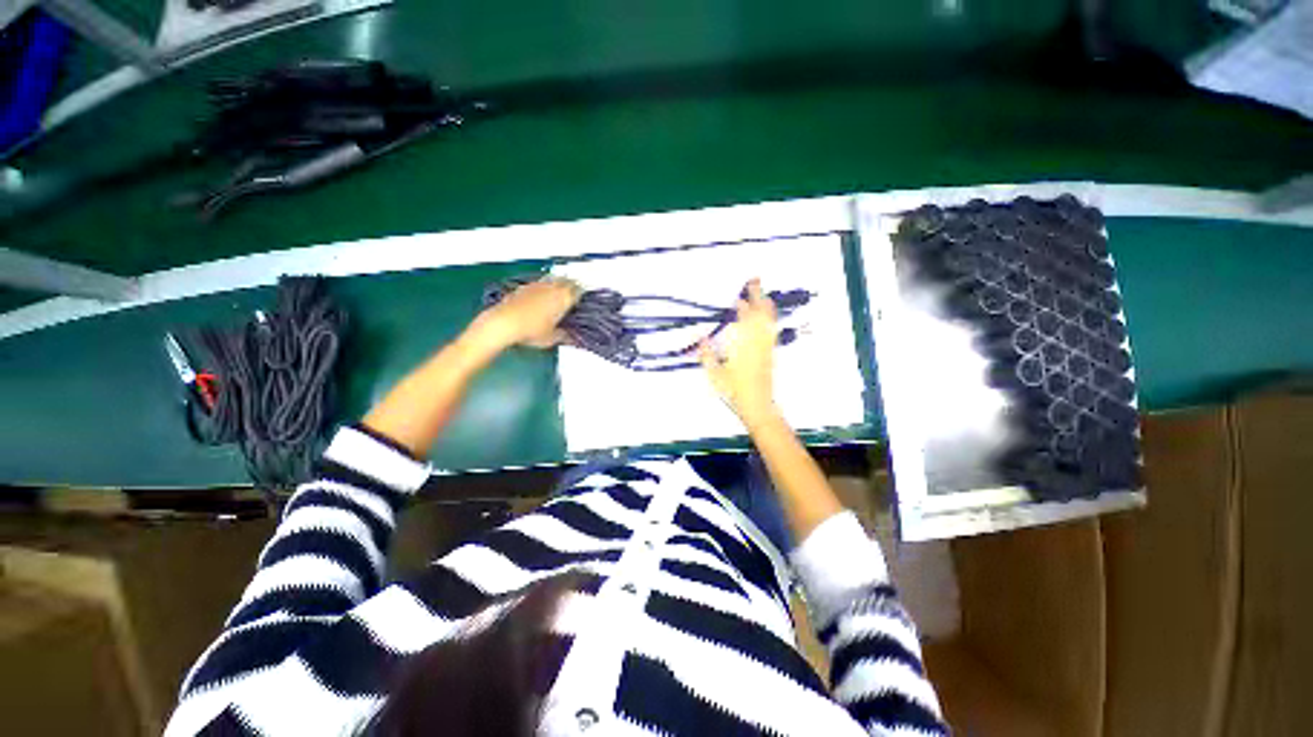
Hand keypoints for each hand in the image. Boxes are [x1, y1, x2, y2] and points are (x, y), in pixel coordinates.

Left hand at [470, 278, 581, 351]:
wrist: (504, 323)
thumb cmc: (531, 331)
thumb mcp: (552, 338)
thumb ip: (564, 336)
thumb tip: (570, 337)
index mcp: (564, 298)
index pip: (579, 291)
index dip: (582, 295)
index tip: (583, 300)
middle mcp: (552, 287)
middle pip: (567, 281)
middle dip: (571, 286)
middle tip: (573, 293)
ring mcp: (537, 285)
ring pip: (553, 279)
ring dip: (558, 284)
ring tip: (558, 293)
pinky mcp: (524, 286)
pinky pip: (539, 283)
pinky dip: (543, 288)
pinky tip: (540, 296)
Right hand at [699, 279, 781, 426]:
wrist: (758, 405)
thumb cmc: (734, 390)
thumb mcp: (714, 374)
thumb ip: (706, 354)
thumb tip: (700, 338)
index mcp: (743, 343)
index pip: (743, 317)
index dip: (741, 304)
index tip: (736, 294)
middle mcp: (757, 340)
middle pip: (760, 312)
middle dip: (757, 295)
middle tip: (754, 279)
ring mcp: (766, 345)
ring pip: (768, 319)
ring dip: (765, 304)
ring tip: (761, 292)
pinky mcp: (771, 352)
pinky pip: (772, 328)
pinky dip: (769, 317)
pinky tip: (767, 315)